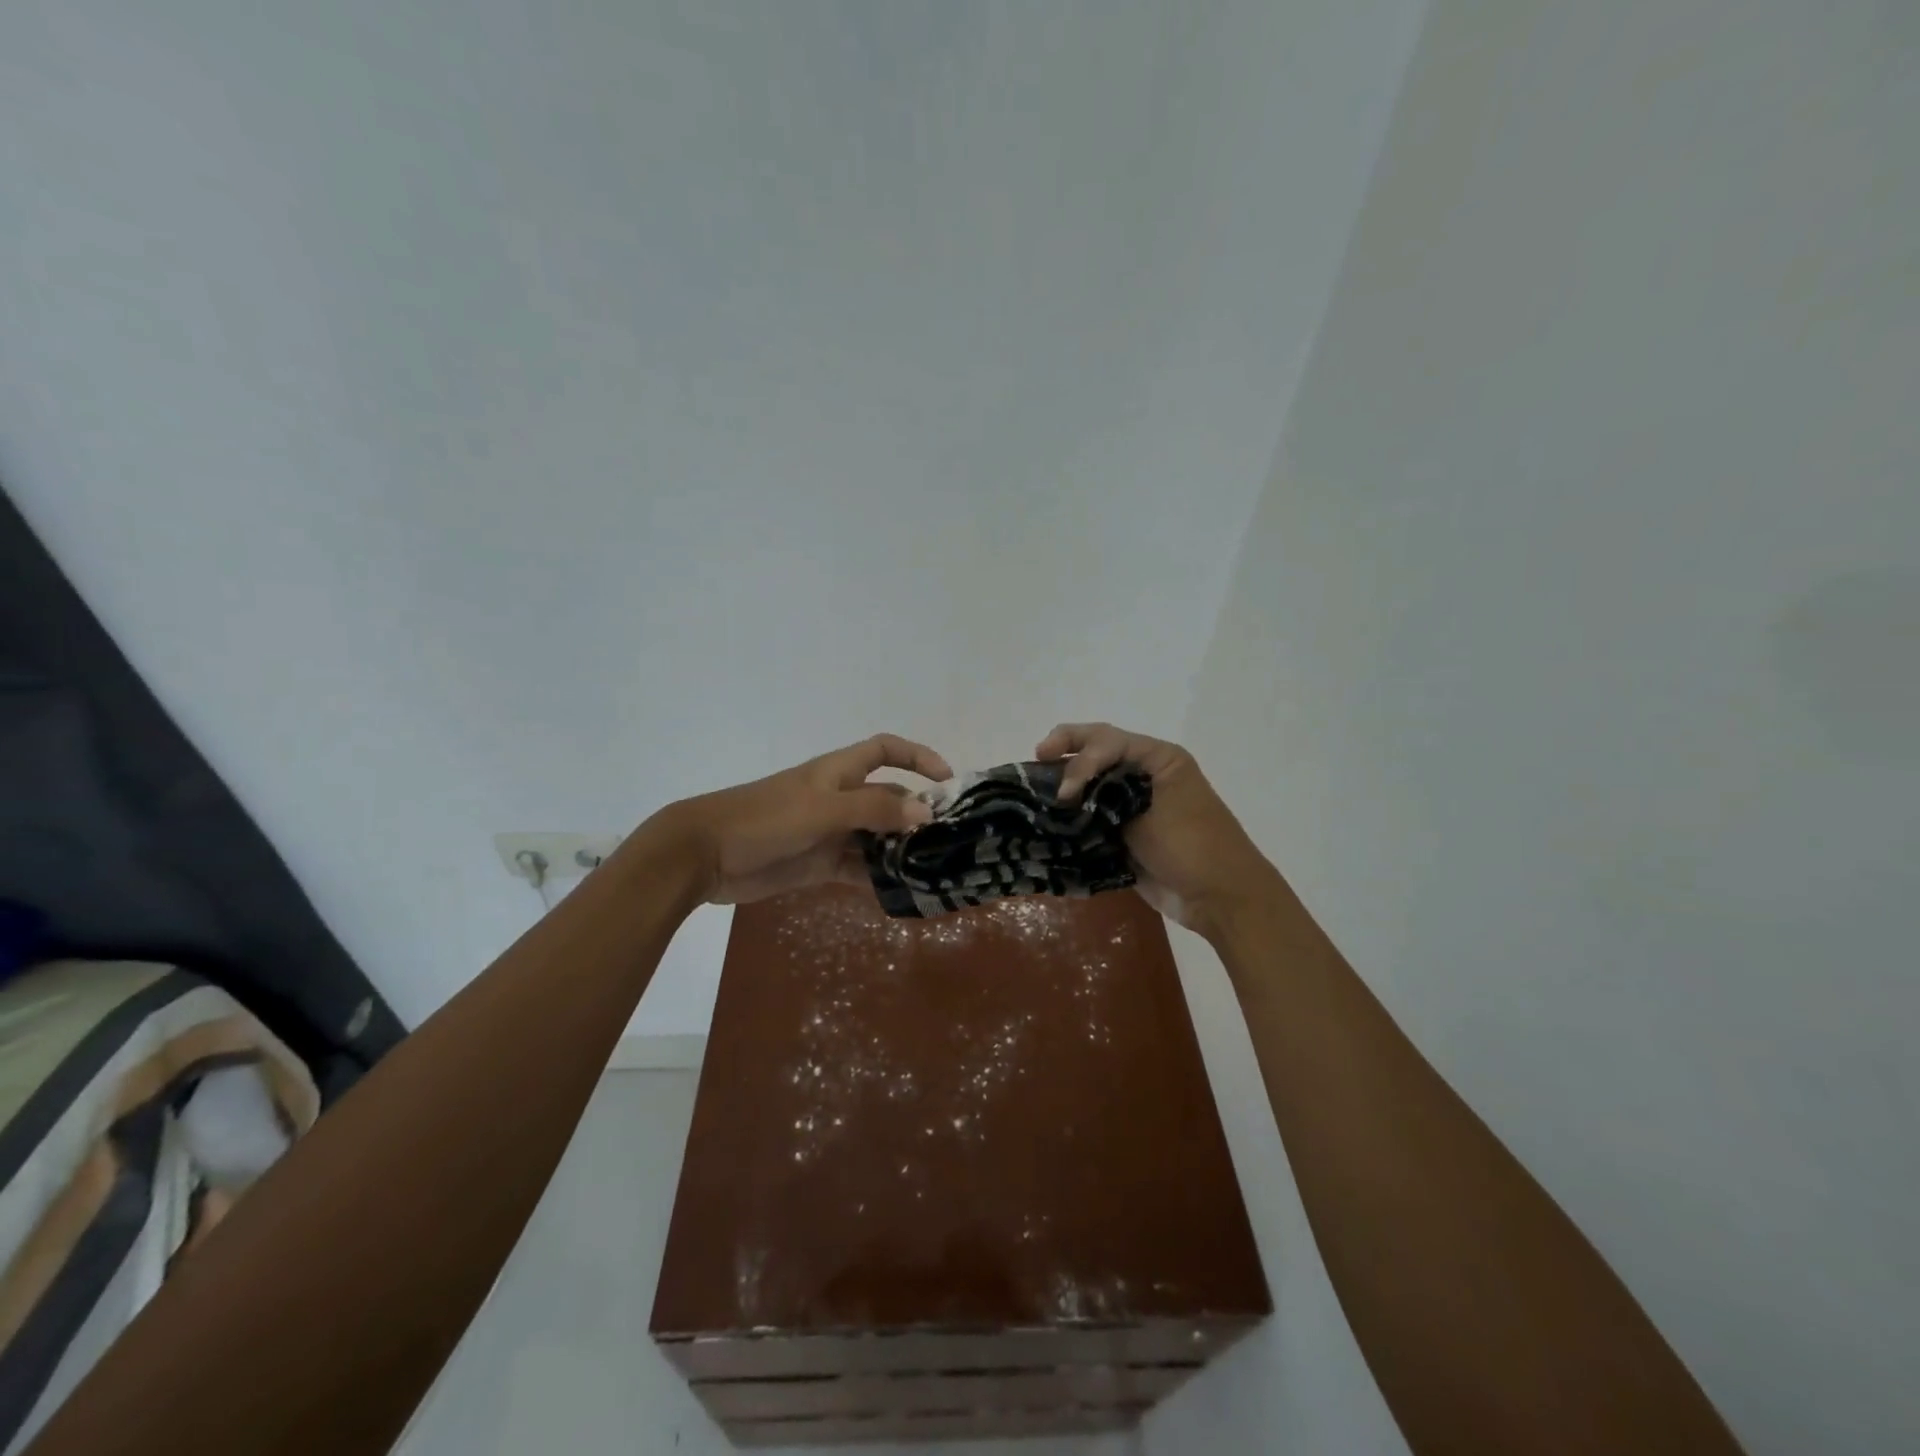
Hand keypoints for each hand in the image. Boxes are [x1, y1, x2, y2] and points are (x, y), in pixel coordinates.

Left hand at [659, 734, 951, 905]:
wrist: (705, 855)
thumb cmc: (765, 818)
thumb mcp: (823, 810)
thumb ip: (873, 810)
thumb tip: (925, 813)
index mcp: (839, 772)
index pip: (885, 750)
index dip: (917, 756)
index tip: (947, 779)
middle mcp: (840, 799)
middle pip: (888, 799)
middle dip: (917, 814)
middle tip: (951, 840)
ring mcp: (830, 833)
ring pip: (877, 838)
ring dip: (901, 851)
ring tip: (934, 871)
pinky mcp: (819, 864)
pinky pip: (858, 869)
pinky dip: (879, 879)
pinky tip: (902, 894)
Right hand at [1036, 722, 1273, 937]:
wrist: (1220, 898)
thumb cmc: (1193, 846)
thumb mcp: (1153, 809)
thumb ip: (1108, 795)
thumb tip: (1064, 794)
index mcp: (1158, 759)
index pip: (1107, 739)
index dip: (1079, 756)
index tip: (1066, 790)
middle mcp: (1144, 774)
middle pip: (1097, 750)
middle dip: (1066, 750)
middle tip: (1037, 758)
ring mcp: (1133, 804)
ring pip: (1092, 782)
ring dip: (1065, 781)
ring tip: (1035, 787)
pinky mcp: (1125, 832)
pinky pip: (1092, 815)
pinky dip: (1071, 814)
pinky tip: (1048, 817)